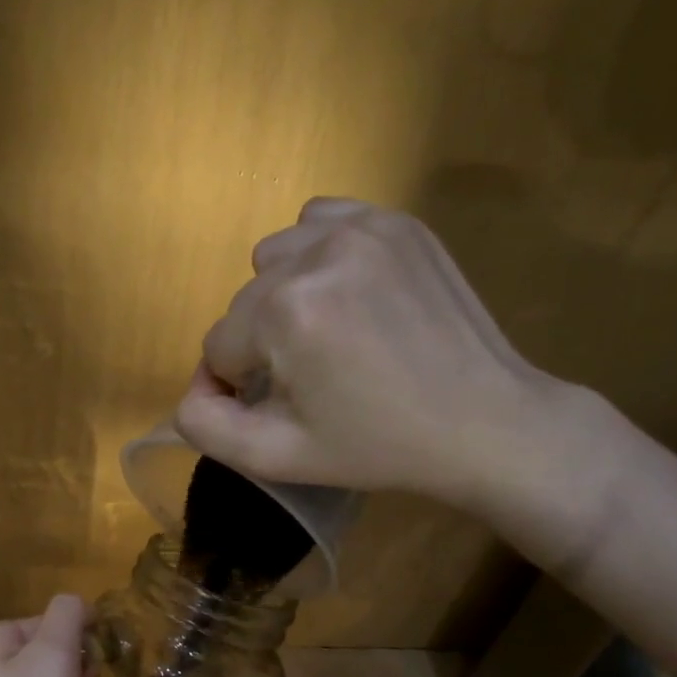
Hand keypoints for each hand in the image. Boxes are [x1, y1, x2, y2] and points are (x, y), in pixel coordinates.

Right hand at [175, 197, 595, 520]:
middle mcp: (315, 253)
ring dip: (283, 297)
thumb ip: (205, 426)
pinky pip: (320, 221)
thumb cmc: (377, 447)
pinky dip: (315, 255)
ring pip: (274, 260)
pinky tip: (345, 293)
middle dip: (262, 345)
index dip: (242, 387)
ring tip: (329, 334)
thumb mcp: (276, 457)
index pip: (218, 347)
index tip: (287, 409)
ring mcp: (362, 227)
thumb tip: (192, 389)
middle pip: (243, 303)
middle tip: (314, 380)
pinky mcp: (397, 220)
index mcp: (284, 312)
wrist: (484, 422)